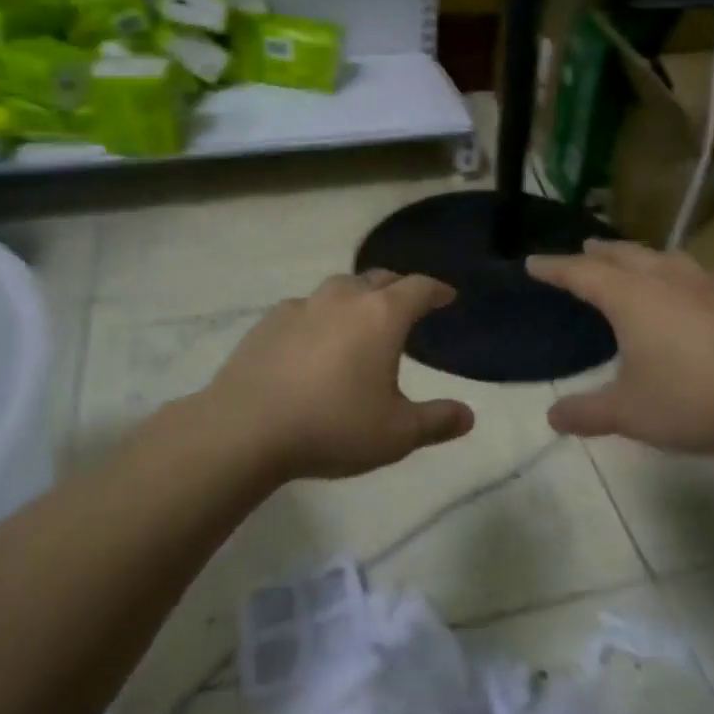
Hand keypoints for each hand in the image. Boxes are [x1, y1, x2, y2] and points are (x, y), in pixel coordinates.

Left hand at [205, 270, 474, 482]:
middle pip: (379, 278)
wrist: (245, 429)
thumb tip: (468, 416)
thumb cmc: (332, 427)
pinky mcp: (269, 321)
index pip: (419, 288)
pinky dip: (320, 315)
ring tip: (360, 318)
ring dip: (357, 296)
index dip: (437, 290)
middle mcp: (344, 299)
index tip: (447, 296)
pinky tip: (314, 339)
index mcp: (382, 316)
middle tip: (407, 305)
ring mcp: (302, 306)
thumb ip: (437, 422)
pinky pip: (306, 307)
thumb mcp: (396, 435)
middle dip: (398, 287)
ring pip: (339, 288)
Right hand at [530, 240, 713, 455]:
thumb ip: (587, 413)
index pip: (582, 273)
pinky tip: (696, 285)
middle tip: (584, 249)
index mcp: (631, 298)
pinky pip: (703, 276)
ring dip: (642, 256)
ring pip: (665, 258)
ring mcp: (707, 286)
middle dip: (599, 252)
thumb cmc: (693, 398)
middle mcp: (666, 280)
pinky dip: (686, 275)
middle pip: (624, 255)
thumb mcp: (629, 413)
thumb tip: (552, 417)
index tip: (533, 263)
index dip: (555, 268)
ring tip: (634, 260)